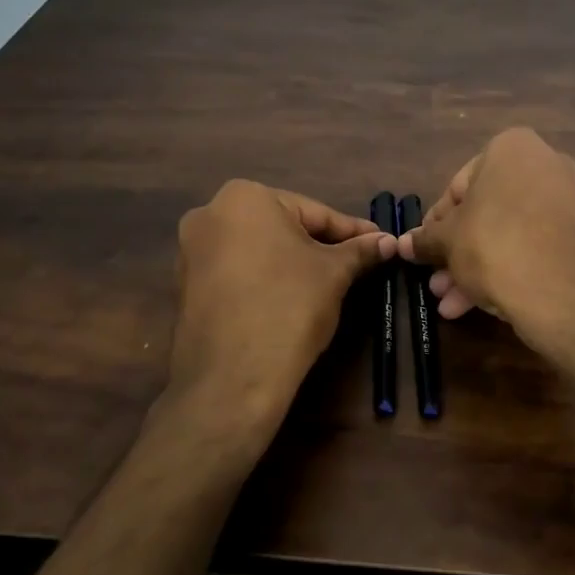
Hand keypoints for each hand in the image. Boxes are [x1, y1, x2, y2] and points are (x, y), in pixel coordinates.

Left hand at [169, 180, 395, 425]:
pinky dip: (264, 280)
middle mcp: (209, 214)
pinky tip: (288, 300)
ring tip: (325, 283)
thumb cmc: (289, 306)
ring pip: (258, 250)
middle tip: (355, 263)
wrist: (233, 376)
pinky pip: (237, 273)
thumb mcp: (334, 273)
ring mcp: (191, 252)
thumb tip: (389, 241)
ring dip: (291, 262)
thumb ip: (360, 250)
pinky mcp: (185, 287)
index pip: (314, 212)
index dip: (351, 231)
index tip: (379, 242)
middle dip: (319, 245)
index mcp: (244, 197)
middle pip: (282, 227)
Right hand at [399, 127, 574, 336]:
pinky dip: (503, 269)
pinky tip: (474, 305)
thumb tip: (403, 244)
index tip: (423, 248)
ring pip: (505, 233)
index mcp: (512, 148)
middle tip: (435, 280)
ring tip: (449, 302)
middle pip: (484, 212)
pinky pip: (528, 247)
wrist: (559, 291)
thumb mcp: (447, 241)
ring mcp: (564, 202)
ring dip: (473, 267)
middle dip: (456, 250)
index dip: (436, 222)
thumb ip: (425, 239)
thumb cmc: (492, 244)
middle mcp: (544, 165)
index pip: (458, 185)